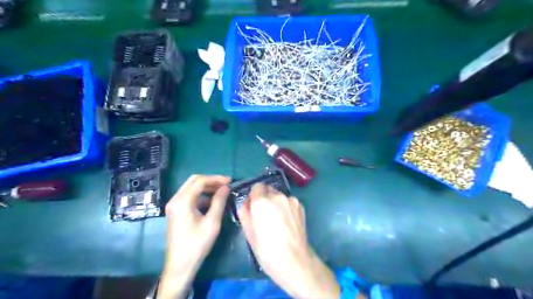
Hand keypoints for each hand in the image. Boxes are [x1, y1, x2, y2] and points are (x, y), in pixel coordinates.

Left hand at [158, 175, 228, 298]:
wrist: (180, 265)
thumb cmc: (197, 244)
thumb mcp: (212, 222)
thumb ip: (219, 201)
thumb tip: (226, 187)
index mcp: (182, 201)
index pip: (200, 181)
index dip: (216, 179)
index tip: (230, 181)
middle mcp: (175, 199)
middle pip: (194, 181)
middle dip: (211, 181)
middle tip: (226, 185)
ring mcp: (174, 205)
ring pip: (191, 188)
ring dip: (207, 188)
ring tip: (222, 193)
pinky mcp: (175, 211)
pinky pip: (189, 196)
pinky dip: (201, 195)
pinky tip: (212, 202)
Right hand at [239, 183, 338, 298]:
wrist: (294, 260)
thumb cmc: (266, 250)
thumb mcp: (248, 232)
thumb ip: (244, 212)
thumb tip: (246, 203)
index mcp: (261, 201)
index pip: (256, 187)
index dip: (254, 196)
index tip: (254, 207)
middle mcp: (277, 195)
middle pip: (268, 189)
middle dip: (265, 198)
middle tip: (265, 214)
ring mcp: (290, 200)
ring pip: (279, 195)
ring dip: (275, 202)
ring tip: (277, 219)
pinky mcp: (300, 205)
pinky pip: (288, 201)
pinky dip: (285, 207)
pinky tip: (287, 221)